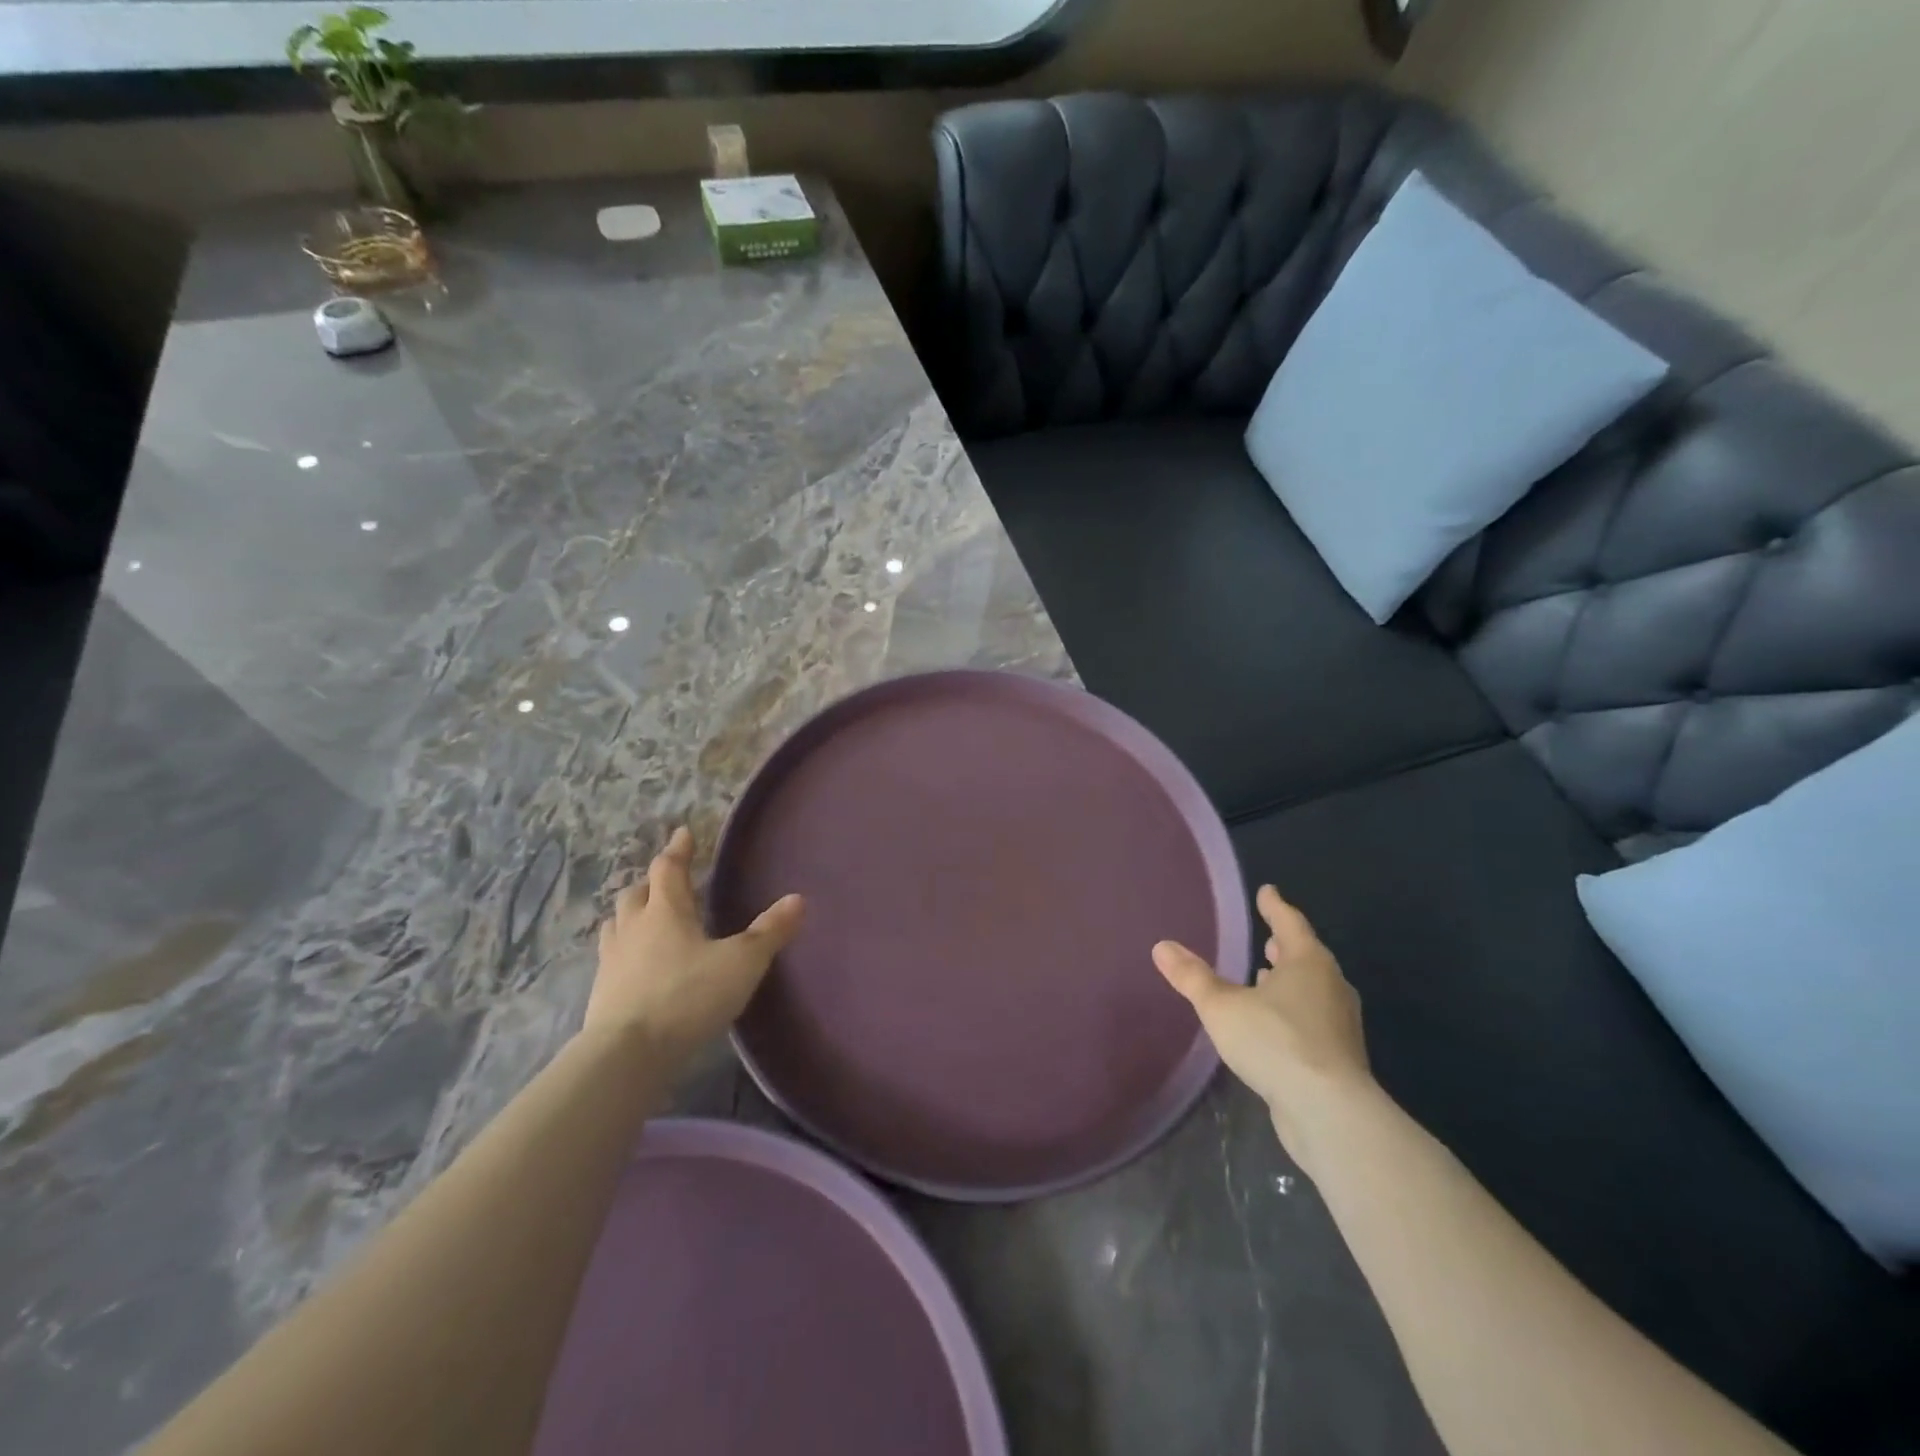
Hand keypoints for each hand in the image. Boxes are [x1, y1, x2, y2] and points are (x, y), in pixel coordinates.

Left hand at [585, 826, 803, 1065]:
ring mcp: (611, 960)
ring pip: (617, 924)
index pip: (668, 869)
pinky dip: (624, 950)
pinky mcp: (601, 992)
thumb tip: (799, 899)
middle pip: (636, 894)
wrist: (628, 1054)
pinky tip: (636, 965)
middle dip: (652, 883)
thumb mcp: (742, 963)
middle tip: (667, 881)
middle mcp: (633, 927)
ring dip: (631, 915)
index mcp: (665, 911)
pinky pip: (611, 957)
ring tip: (646, 919)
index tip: (683, 832)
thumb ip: (769, 931)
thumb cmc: (688, 996)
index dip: (677, 849)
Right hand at [1153, 885, 1370, 1156]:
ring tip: (1264, 977)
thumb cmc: (1275, 1042)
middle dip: (1285, 946)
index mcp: (1308, 963)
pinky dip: (1293, 1011)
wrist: (1329, 1112)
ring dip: (1290, 981)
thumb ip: (1192, 976)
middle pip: (1306, 956)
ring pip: (1312, 989)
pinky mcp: (1340, 1058)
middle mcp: (1330, 986)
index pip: (1290, 923)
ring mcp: (1340, 1024)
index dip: (1275, 906)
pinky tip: (1274, 1023)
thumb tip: (1161, 946)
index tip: (1267, 891)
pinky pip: (1313, 1020)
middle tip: (1268, 937)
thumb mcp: (1222, 1006)